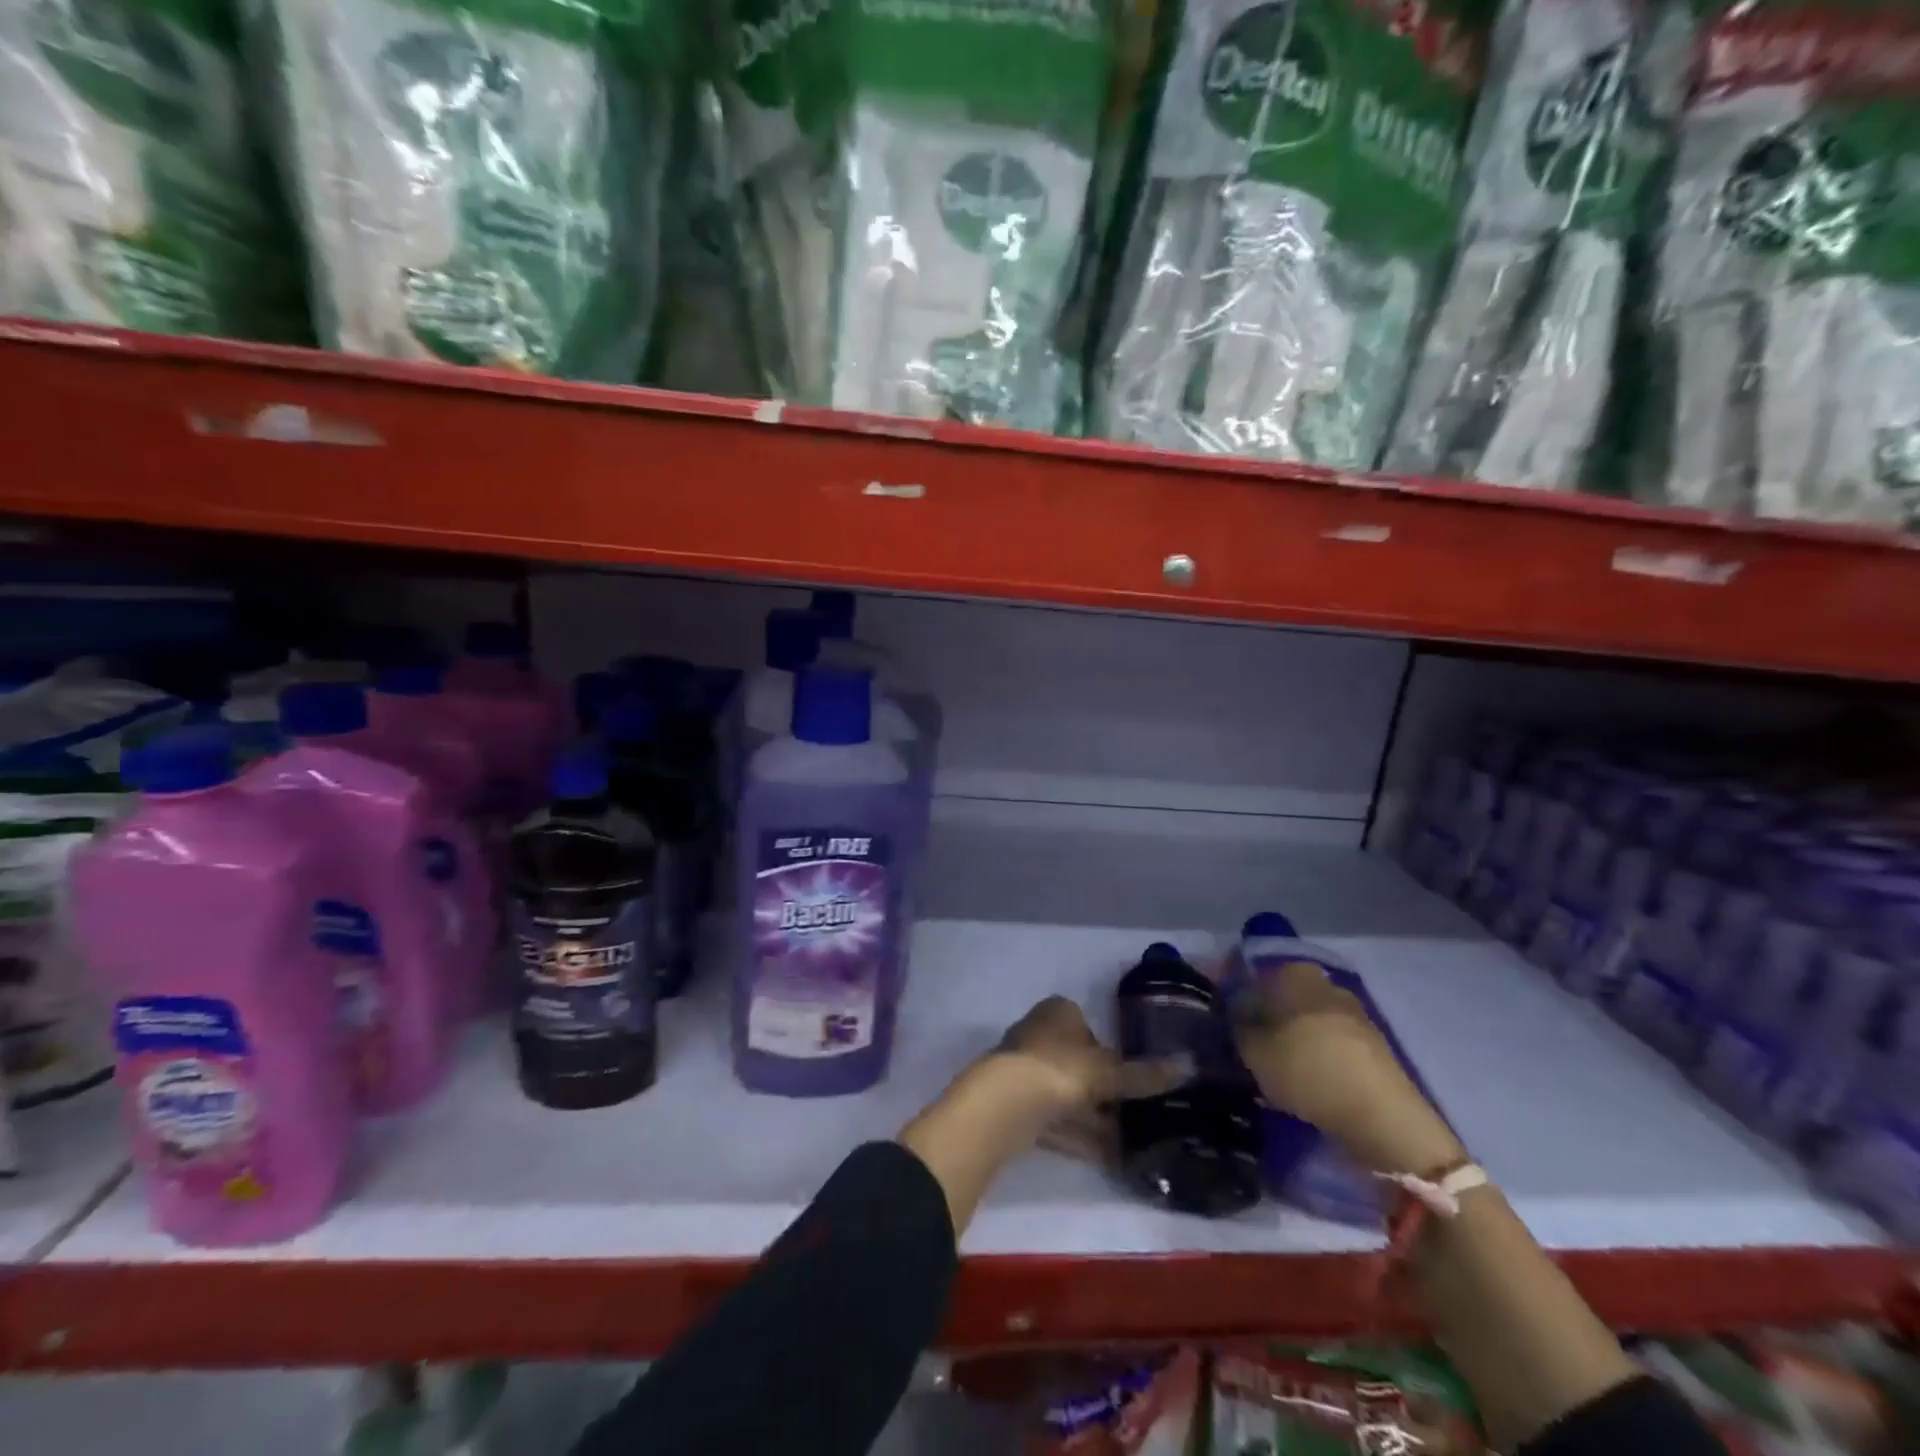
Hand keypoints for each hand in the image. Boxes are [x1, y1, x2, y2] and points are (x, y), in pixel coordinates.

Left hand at [992, 996, 1189, 1164]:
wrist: (1006, 1103)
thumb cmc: (1060, 1069)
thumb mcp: (1109, 1071)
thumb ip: (1145, 1074)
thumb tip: (1191, 1066)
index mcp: (1058, 1012)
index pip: (1087, 1024)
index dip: (1109, 1049)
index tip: (1131, 1075)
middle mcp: (1037, 1033)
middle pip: (1077, 1062)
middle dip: (1103, 1090)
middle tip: (1136, 1114)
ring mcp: (1024, 1069)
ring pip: (1066, 1094)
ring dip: (1094, 1119)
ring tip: (1130, 1145)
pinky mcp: (1016, 1104)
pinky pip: (1055, 1120)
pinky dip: (1079, 1138)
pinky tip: (1107, 1160)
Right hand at [1231, 961, 1461, 1176]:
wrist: (1383, 1119)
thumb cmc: (1308, 1070)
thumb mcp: (1253, 1049)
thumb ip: (1235, 1024)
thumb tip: (1230, 1010)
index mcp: (1294, 971)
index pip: (1251, 970)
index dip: (1230, 990)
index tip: (1218, 1014)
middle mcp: (1324, 982)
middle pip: (1278, 993)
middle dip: (1259, 1013)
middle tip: (1240, 1042)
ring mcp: (1351, 1013)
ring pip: (1302, 1018)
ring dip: (1285, 1036)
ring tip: (1267, 1065)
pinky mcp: (1368, 1045)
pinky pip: (1325, 1041)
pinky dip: (1309, 1054)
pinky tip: (1298, 1077)